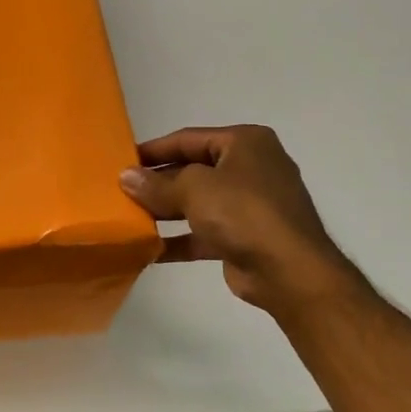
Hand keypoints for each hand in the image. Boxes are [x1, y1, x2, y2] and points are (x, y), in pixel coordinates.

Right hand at [120, 125, 363, 320]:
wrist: (290, 272)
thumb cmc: (244, 213)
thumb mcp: (194, 189)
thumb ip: (157, 184)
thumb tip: (125, 177)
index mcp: (245, 143)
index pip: (188, 139)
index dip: (153, 150)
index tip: (121, 161)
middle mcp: (250, 168)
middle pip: (192, 170)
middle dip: (157, 183)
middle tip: (121, 191)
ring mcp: (250, 205)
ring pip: (197, 202)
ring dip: (165, 211)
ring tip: (129, 217)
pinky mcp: (244, 238)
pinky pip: (204, 232)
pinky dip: (179, 239)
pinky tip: (148, 249)